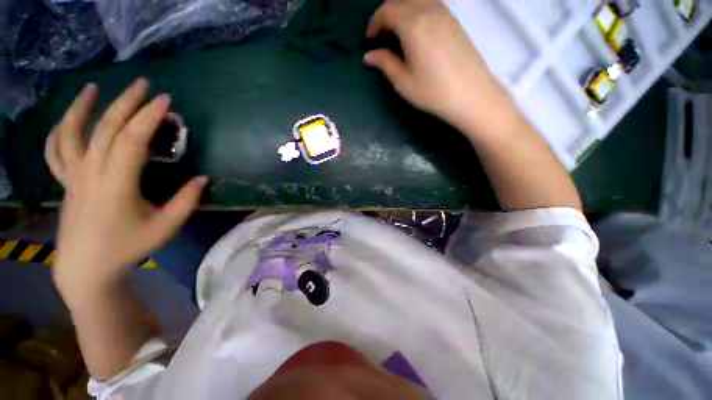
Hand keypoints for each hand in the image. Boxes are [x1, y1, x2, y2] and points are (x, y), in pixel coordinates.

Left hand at [45, 78, 207, 299]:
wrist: (87, 268)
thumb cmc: (127, 247)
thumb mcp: (165, 227)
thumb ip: (186, 201)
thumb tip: (203, 179)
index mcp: (116, 184)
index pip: (131, 140)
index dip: (148, 118)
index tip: (165, 100)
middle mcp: (90, 172)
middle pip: (105, 128)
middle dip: (126, 103)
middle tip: (144, 85)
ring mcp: (73, 176)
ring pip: (71, 133)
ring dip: (82, 107)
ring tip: (93, 88)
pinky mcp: (65, 182)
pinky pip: (55, 151)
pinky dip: (58, 131)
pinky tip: (67, 120)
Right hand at [364, 0, 512, 134]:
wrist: (471, 95)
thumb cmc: (433, 92)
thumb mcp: (403, 82)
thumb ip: (385, 63)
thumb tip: (369, 55)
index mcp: (413, 24)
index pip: (387, 10)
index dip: (374, 23)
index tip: (370, 40)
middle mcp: (429, 10)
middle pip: (401, 0)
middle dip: (386, 15)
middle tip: (381, 37)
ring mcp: (445, 13)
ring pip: (416, 0)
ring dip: (402, 11)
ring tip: (397, 35)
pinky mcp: (454, 20)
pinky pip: (430, 5)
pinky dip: (416, 12)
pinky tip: (415, 33)